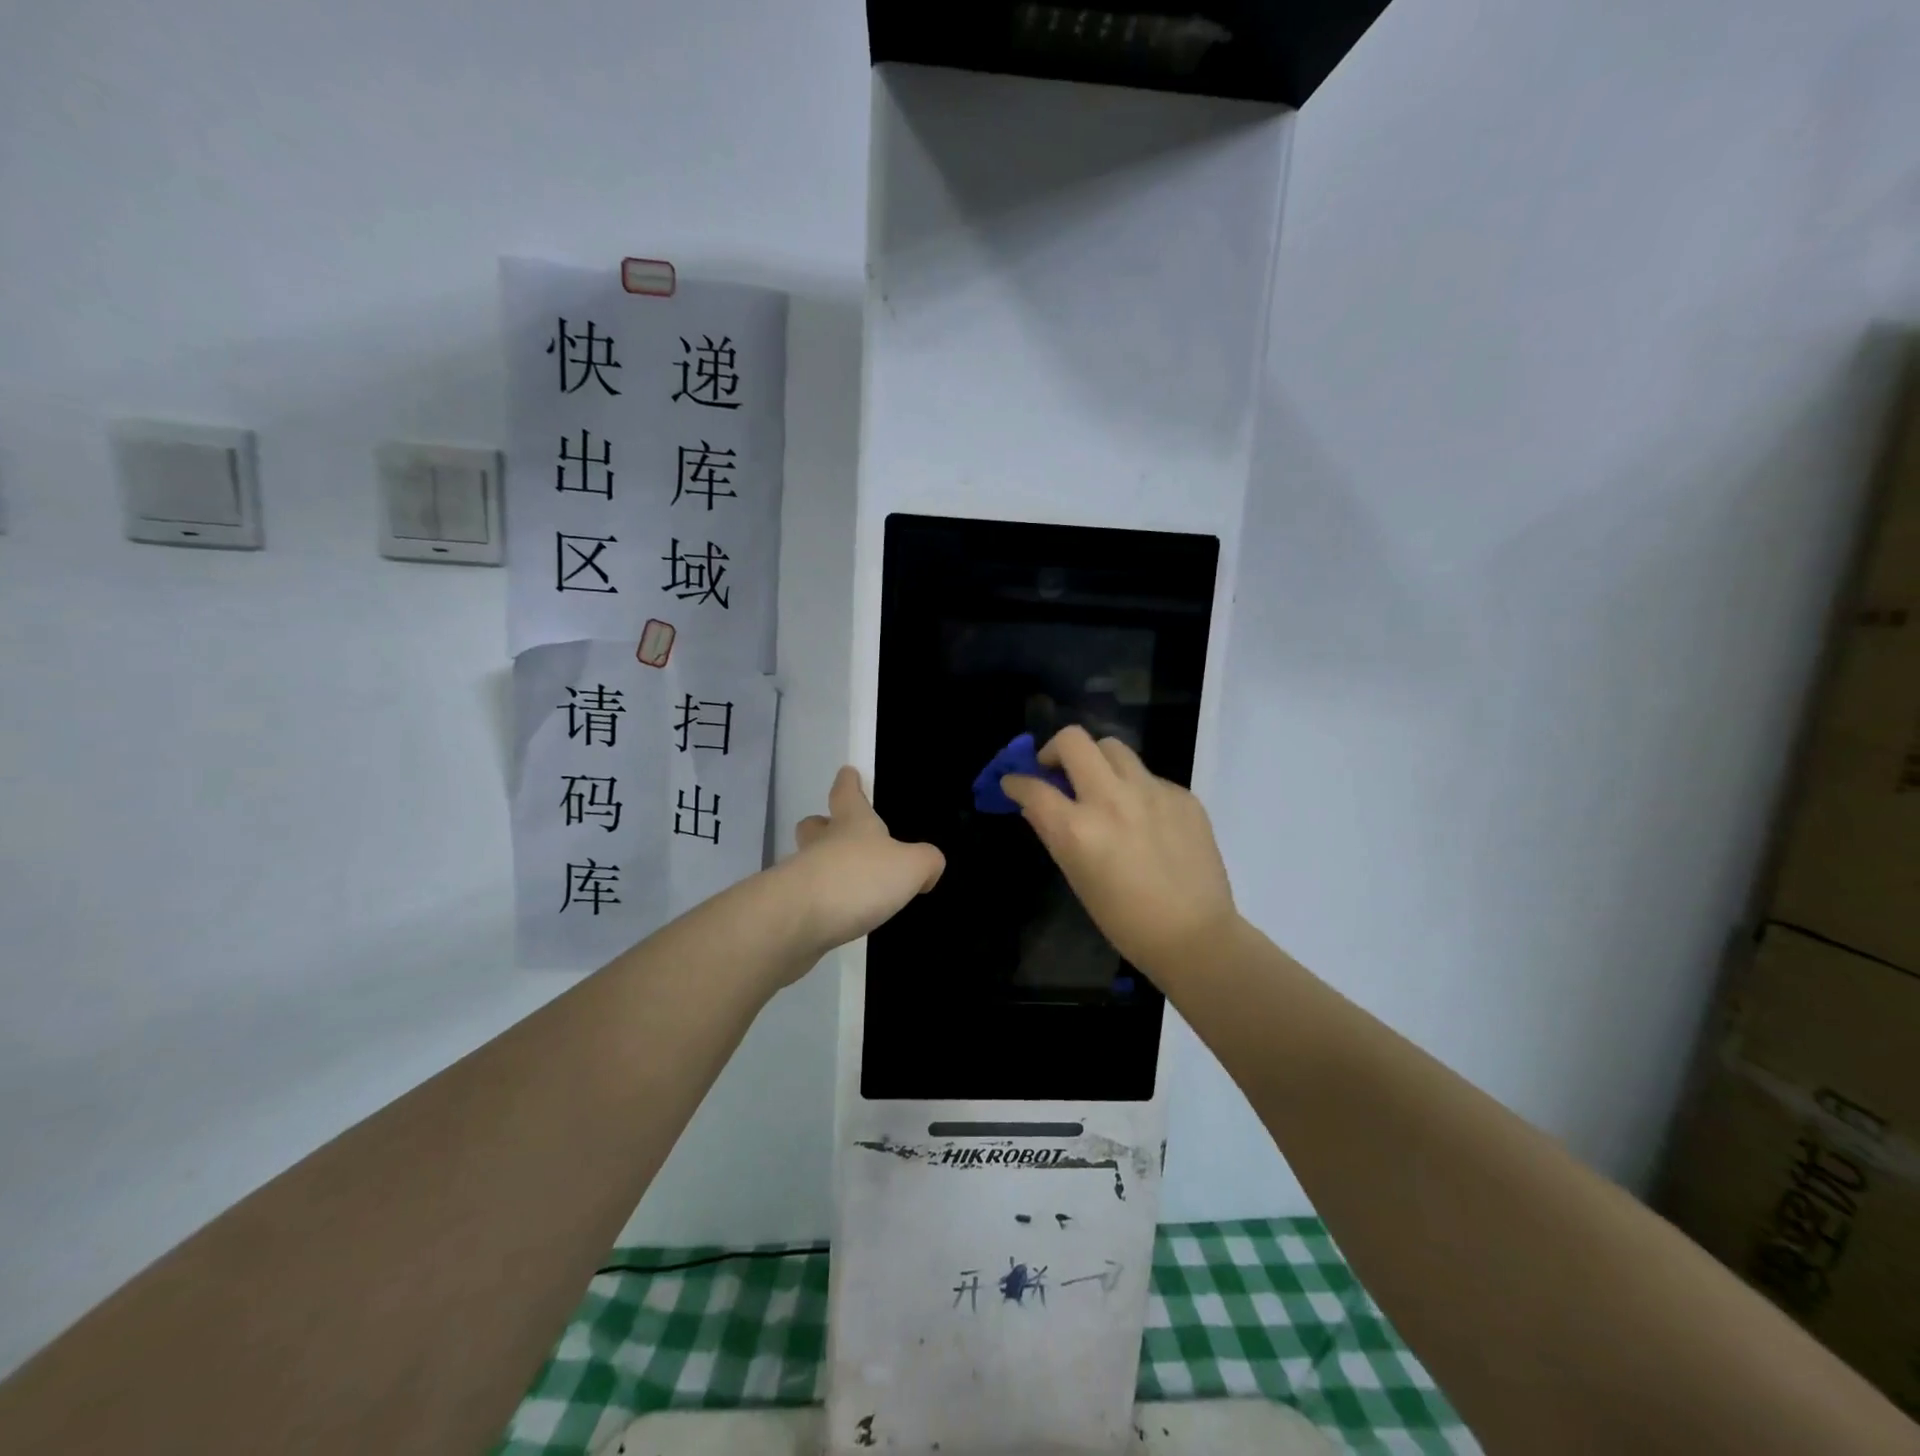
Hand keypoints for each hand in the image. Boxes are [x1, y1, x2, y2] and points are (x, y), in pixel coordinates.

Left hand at [782, 767, 944, 960]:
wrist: (798, 920)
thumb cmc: (859, 879)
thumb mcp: (911, 867)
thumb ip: (926, 862)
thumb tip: (928, 869)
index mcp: (852, 824)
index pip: (847, 793)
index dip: (849, 783)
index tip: (847, 773)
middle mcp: (822, 843)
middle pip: (815, 826)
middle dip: (824, 825)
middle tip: (833, 829)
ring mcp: (801, 876)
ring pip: (809, 862)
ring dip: (824, 868)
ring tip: (849, 887)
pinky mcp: (790, 909)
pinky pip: (808, 899)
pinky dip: (821, 904)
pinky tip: (837, 918)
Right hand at [1000, 727, 1237, 978]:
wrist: (1195, 935)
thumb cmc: (1125, 920)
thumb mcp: (1077, 878)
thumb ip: (1053, 833)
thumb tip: (1036, 805)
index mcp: (1078, 829)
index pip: (1033, 787)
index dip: (1016, 782)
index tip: (1014, 782)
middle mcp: (1112, 799)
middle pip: (1073, 740)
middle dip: (1055, 749)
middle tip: (1057, 770)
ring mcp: (1151, 792)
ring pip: (1113, 747)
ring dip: (1097, 761)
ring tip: (1101, 786)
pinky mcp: (1182, 795)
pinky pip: (1148, 775)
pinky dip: (1135, 788)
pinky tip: (1143, 817)